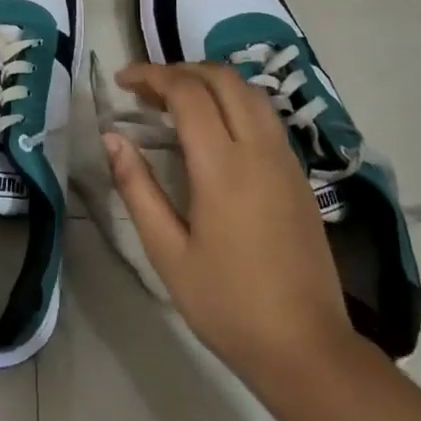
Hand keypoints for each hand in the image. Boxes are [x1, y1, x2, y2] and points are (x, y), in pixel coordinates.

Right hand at [103, 63, 357, 387]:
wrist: (307, 349)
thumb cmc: (227, 304)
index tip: (122, 82)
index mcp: (223, 166)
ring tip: (175, 103)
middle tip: (146, 91)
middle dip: (180, 71)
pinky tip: (212, 131)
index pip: (187, 92)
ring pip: (250, 92)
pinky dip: (233, 102)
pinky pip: (265, 116)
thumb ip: (137, 188)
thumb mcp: (167, 251)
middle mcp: (259, 150)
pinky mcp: (299, 176)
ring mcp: (286, 161)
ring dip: (210, 82)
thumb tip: (113, 138)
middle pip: (223, 78)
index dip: (151, 75)